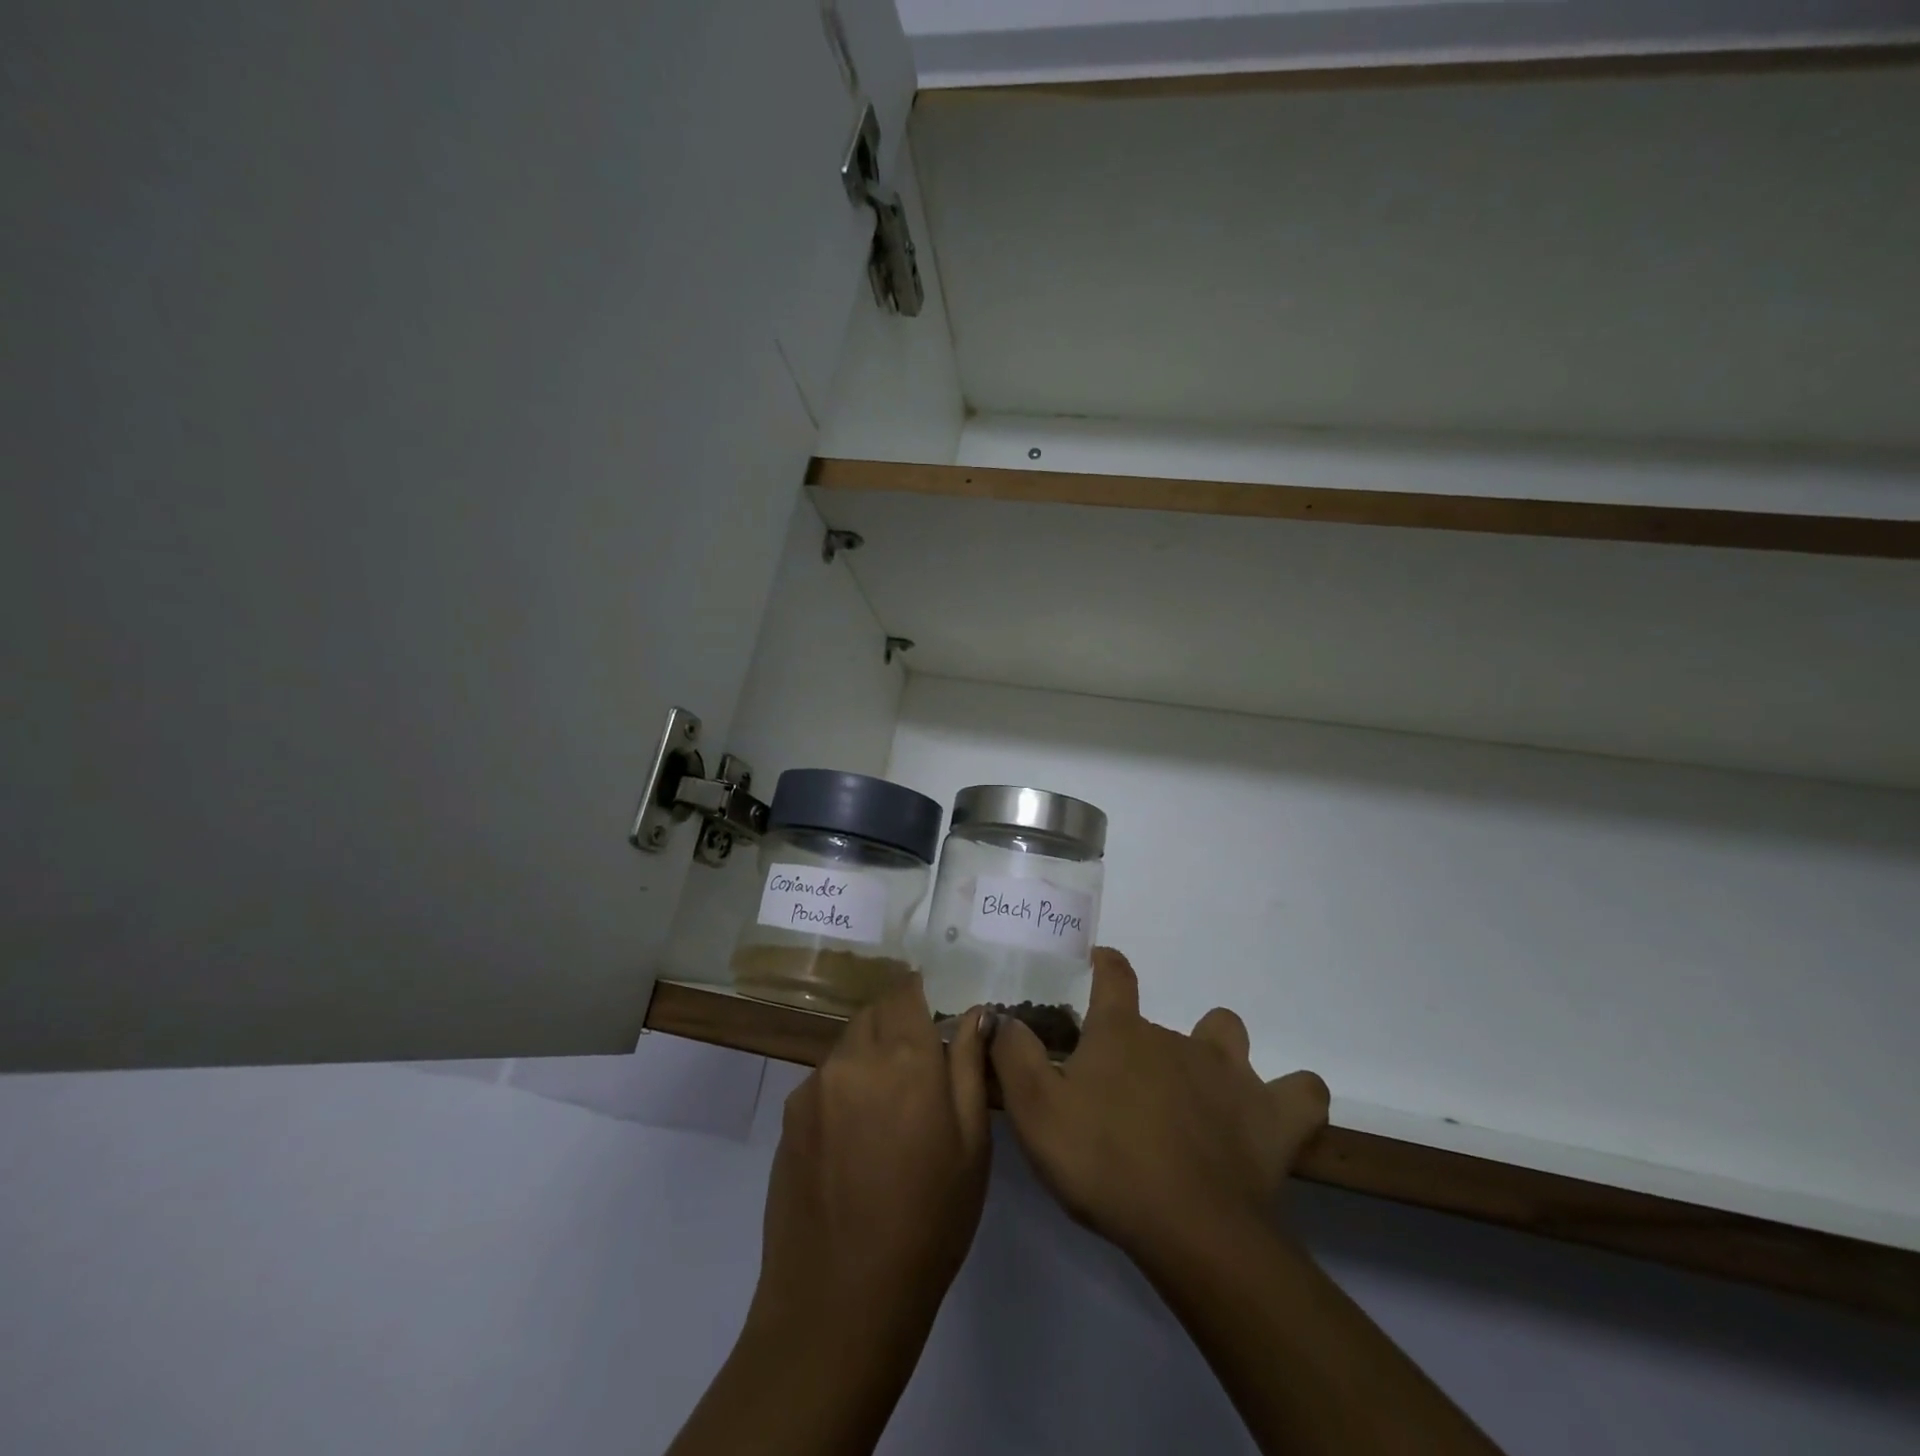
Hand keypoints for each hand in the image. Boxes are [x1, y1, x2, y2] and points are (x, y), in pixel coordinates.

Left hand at [751, 977, 991, 1339]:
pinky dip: (844, 1088)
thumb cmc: (927, 1224)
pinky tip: (854, 1140)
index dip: (920, 995)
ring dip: (869, 1056)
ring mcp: (814, 1085)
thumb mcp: (971, 1146)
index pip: (906, 991)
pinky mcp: (789, 1115)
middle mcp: (854, 1057)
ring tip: (886, 1112)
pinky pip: (824, 1080)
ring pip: (848, 1045)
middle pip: (874, 1013)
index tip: (934, 1014)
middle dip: (896, 1024)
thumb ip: (970, 1067)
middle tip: (918, 1068)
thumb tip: (975, 1013)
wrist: (840, 1301)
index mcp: (905, 1058)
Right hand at [990, 947, 1328, 1263]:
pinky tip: (1274, 1115)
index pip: (1115, 977)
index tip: (1101, 959)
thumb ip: (1013, 1056)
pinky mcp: (1273, 1117)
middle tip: (1129, 1087)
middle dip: (1145, 1042)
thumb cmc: (1104, 1162)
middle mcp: (1177, 1039)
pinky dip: (1291, 1096)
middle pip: (1163, 1019)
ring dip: (1216, 1051)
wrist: (1189, 1227)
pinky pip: (1302, 1093)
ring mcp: (1231, 1074)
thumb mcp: (1035, 1111)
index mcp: (1122, 1034)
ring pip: (1228, 1034)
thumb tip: (1000, 1017)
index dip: (1107, 963)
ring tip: (1200, 1090)